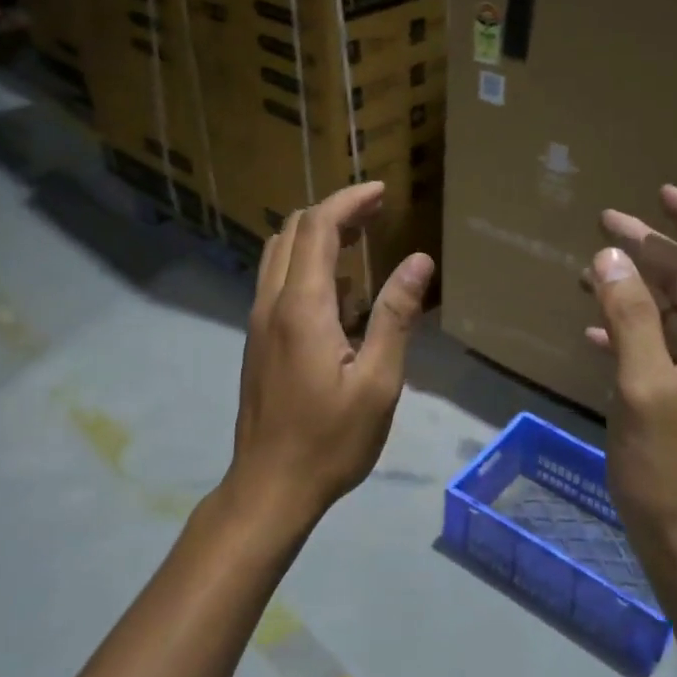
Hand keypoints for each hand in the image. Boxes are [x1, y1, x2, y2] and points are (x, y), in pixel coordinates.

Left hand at [226, 182, 433, 533]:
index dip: (350, 201)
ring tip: (361, 243)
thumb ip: (395, 316)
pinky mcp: (257, 340)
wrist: (270, 485)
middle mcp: (272, 303)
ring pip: (280, 254)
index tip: (383, 191)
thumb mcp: (378, 382)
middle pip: (294, 232)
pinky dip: (307, 266)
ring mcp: (259, 321)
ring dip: (317, 237)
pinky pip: (278, 282)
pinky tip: (341, 294)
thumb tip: (419, 261)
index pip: (318, 228)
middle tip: (377, 214)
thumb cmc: (331, 440)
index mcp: (302, 307)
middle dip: (335, 213)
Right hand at [586, 186, 676, 572]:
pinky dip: (632, 331)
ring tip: (590, 268)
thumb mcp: (645, 386)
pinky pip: (663, 348)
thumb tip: (611, 256)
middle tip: (605, 223)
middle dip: (654, 249)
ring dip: (637, 289)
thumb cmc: (674, 468)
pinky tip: (594, 331)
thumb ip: (630, 318)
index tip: (660, 195)